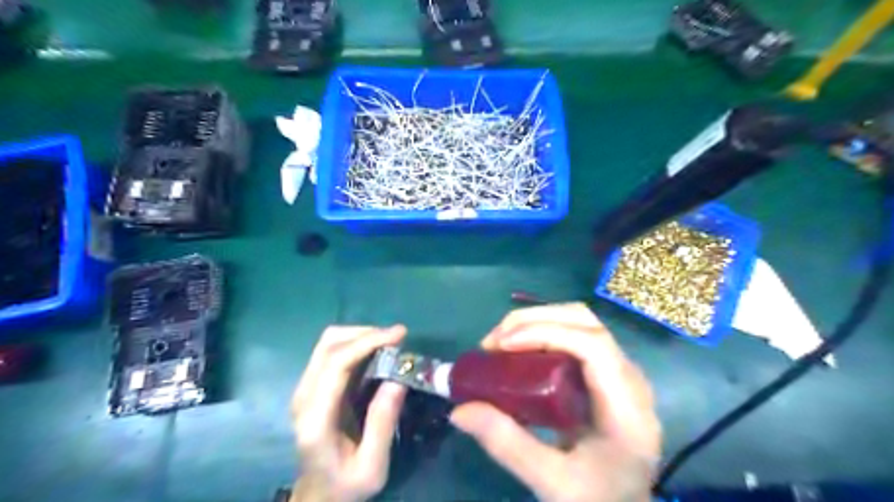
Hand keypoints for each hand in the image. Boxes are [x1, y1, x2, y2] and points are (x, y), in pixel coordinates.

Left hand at [290, 326, 406, 500]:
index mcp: (315, 418)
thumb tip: (398, 378)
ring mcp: (304, 389)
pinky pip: (332, 352)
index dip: (368, 342)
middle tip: (398, 339)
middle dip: (366, 333)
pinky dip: (356, 344)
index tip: (400, 335)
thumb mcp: (373, 466)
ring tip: (390, 344)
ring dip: (360, 336)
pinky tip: (376, 352)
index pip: (336, 364)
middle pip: (329, 344)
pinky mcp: (312, 386)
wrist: (318, 496)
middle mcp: (303, 397)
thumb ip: (383, 423)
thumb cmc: (346, 485)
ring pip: (328, 342)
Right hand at [452, 302, 657, 501]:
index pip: (593, 345)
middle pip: (585, 321)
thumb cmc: (598, 499)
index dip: (545, 333)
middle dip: (534, 320)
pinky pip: (576, 334)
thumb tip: (460, 410)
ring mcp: (622, 370)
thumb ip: (507, 445)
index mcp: (627, 408)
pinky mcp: (608, 370)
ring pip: (581, 320)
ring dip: (537, 321)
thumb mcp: (552, 482)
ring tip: (501, 342)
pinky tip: (520, 349)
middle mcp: (631, 378)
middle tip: (493, 342)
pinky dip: (543, 331)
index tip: (500, 346)